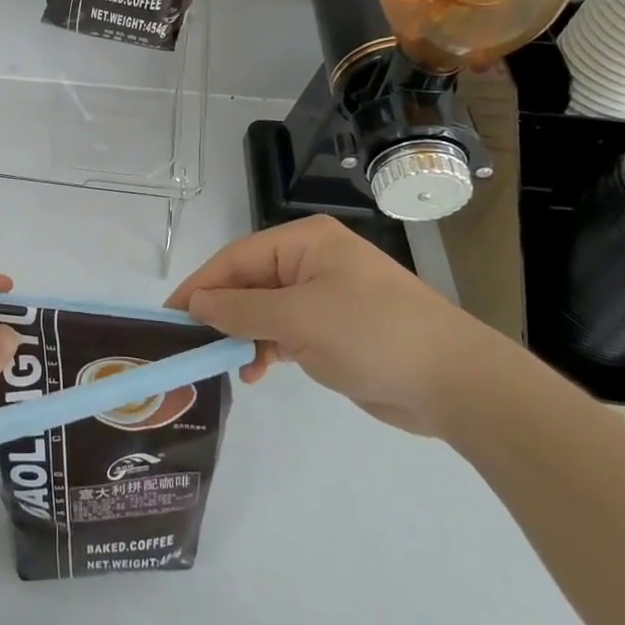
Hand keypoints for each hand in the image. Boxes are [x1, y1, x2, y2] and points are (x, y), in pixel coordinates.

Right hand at [166, 216, 504, 435]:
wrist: (454, 382)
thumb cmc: (372, 334)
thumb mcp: (299, 319)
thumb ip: (242, 311)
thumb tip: (196, 304)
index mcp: (305, 242)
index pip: (237, 258)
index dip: (201, 286)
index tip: (169, 316)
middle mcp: (311, 262)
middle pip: (248, 283)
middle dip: (220, 313)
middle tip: (187, 344)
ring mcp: (323, 297)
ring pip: (264, 310)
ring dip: (242, 335)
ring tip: (222, 363)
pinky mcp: (333, 331)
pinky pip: (285, 332)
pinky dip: (267, 349)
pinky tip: (255, 371)